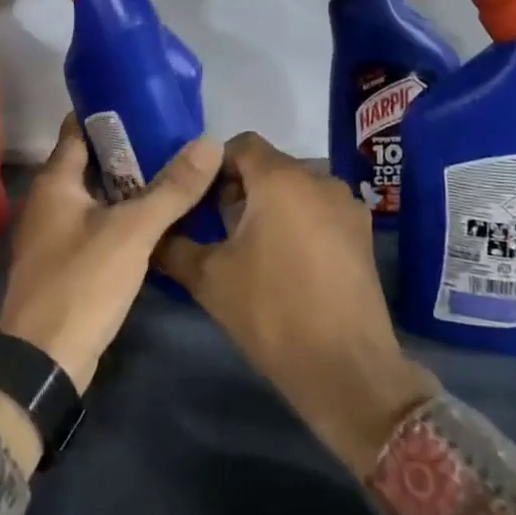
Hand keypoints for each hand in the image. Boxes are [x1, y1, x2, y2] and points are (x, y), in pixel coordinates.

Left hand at [0, 115, 222, 395]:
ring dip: (129, 183)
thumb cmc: (82, 281)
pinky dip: (124, 214)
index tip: (146, 99)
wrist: (45, 362)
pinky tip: (156, 217)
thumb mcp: (132, 231)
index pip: (78, 128)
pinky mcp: (68, 261)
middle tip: (173, 136)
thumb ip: (172, 188)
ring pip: (97, 195)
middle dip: (128, 148)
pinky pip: (99, 223)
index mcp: (55, 181)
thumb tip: (210, 142)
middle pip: (90, 160)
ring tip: (173, 169)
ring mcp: (56, 233)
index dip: (108, 111)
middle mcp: (50, 201)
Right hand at [157, 132, 437, 476]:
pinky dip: (298, 220)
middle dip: (240, 187)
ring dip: (271, 204)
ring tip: (251, 246)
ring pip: (297, 188)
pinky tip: (286, 261)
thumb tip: (151, 233)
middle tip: (218, 226)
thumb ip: (174, 246)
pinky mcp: (363, 234)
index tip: (198, 198)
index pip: (242, 145)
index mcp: (281, 179)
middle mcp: (319, 180)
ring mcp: (347, 206)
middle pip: (270, 165)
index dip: (215, 165)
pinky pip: (320, 210)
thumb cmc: (272, 312)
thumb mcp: (209, 279)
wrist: (346, 369)